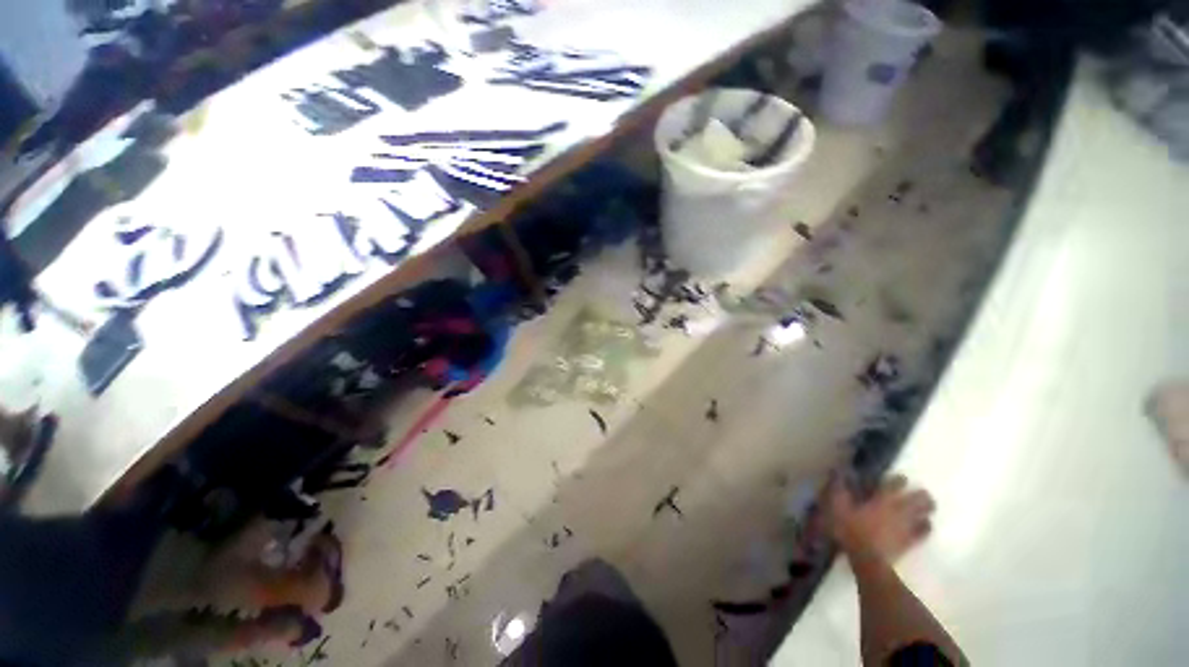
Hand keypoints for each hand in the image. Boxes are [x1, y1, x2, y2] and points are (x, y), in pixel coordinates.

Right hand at [828, 473, 934, 562]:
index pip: (895, 484)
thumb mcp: (838, 507)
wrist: (867, 560)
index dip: (899, 480)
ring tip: (926, 507)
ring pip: (925, 513)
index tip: (901, 478)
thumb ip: (839, 489)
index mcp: (881, 500)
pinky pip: (924, 531)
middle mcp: (898, 510)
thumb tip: (838, 471)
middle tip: (921, 493)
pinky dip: (926, 526)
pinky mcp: (911, 541)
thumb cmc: (851, 531)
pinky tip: (925, 525)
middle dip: (922, 495)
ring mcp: (907, 526)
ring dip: (926, 509)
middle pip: (918, 498)